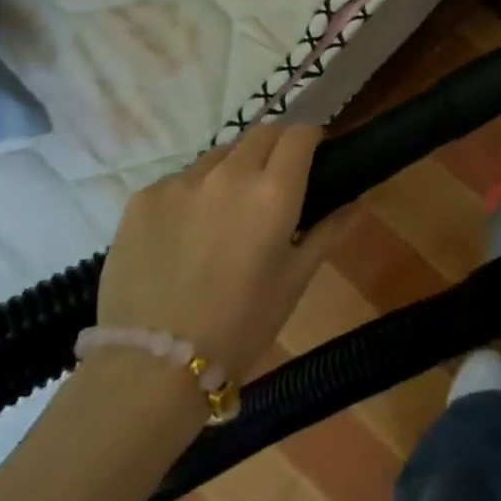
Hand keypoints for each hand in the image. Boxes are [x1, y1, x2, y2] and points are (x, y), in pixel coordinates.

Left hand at [98, 124, 346, 378]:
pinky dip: (192, 195)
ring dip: (232, 170)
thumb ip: (329, 231)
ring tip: (225, 214)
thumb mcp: (295, 280)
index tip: (313, 157)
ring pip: (218, 156)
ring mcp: (180, 181)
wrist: (151, 367)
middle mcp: (228, 173)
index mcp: (274, 192)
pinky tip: (185, 235)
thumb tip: (358, 201)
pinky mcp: (143, 197)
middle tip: (273, 185)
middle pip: (261, 134)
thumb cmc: (241, 326)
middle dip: (275, 149)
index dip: (311, 140)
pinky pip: (179, 180)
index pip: (300, 134)